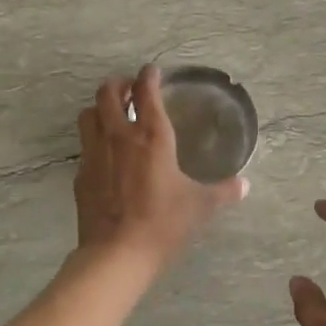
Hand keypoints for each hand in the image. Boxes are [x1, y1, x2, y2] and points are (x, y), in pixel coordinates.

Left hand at [75, 65, 247, 273]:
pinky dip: (94, 142)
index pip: (146, 91)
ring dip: (99, 108)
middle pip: (108, 93)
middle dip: (118, 85)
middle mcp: (119, 136)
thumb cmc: (163, 223)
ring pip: (88, 115)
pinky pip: (84, 147)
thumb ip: (223, 192)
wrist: (117, 253)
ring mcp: (94, 154)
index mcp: (152, 136)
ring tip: (112, 116)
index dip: (149, 76)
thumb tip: (244, 185)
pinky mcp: (81, 176)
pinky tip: (105, 157)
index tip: (153, 72)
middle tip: (129, 90)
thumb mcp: (200, 206)